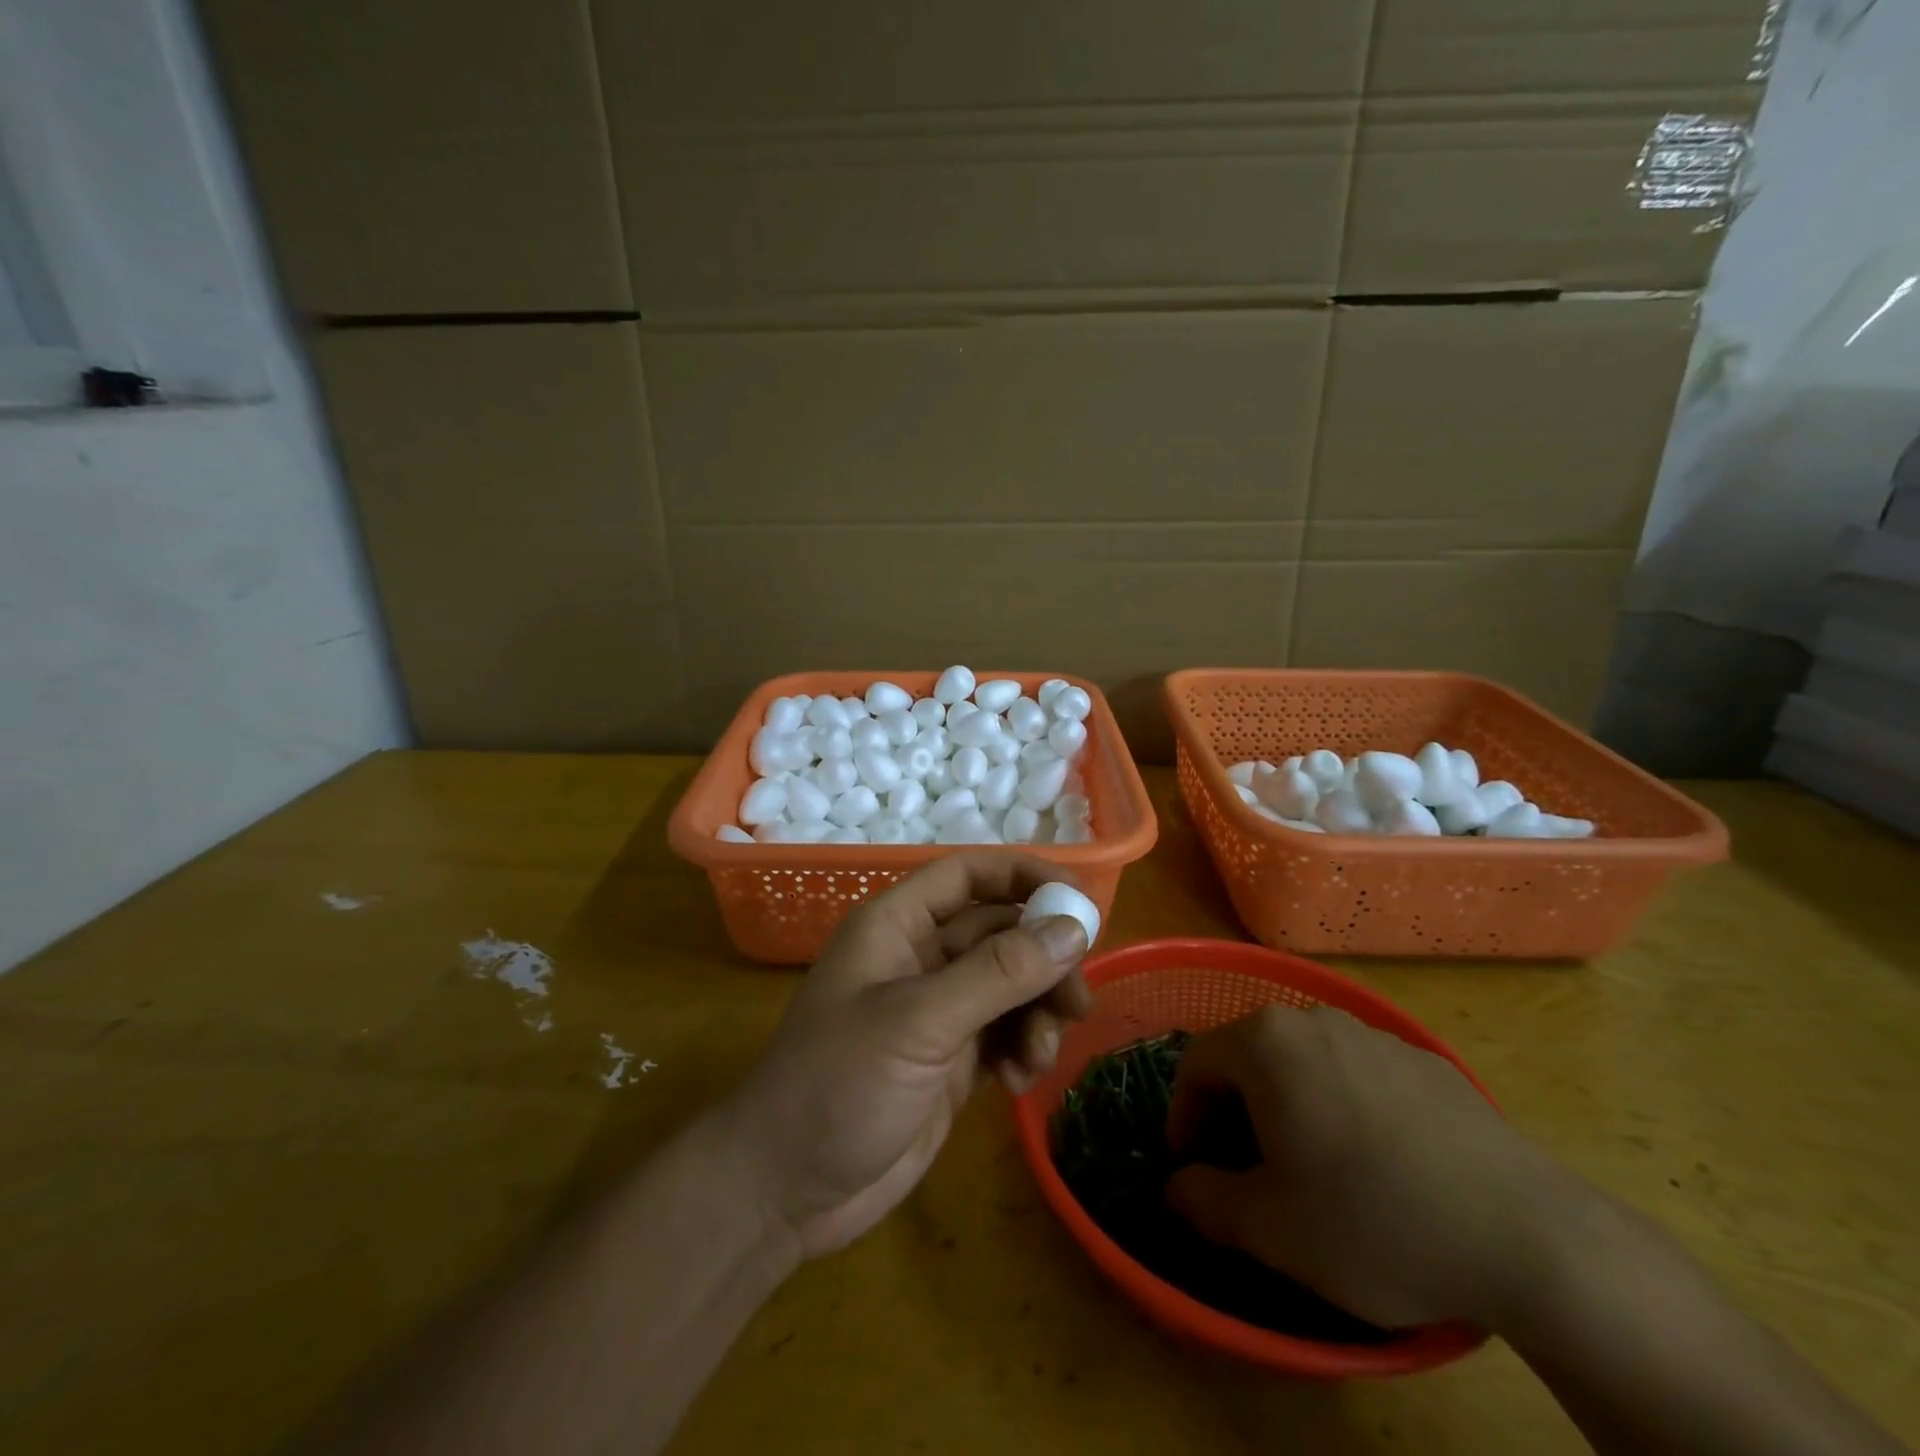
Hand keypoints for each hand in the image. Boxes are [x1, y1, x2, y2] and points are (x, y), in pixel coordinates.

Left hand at [716, 853, 1092, 1258]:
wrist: (786, 1192)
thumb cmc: (839, 1085)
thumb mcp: (919, 1022)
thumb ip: (998, 973)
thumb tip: (1073, 928)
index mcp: (896, 925)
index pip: (968, 876)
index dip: (1024, 876)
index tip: (1081, 900)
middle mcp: (919, 958)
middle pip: (1000, 933)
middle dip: (1043, 959)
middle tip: (1077, 1000)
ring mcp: (935, 1011)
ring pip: (1009, 986)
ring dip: (1037, 1012)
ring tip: (1040, 1053)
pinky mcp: (949, 1060)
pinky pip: (1004, 1034)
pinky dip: (1023, 1048)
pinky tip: (1020, 1081)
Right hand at [1165, 1005, 1574, 1328]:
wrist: (1531, 1237)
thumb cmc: (1374, 1220)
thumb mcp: (1269, 1229)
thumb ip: (1203, 1199)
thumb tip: (1179, 1187)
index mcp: (1267, 1042)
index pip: (1196, 1064)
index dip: (1184, 1117)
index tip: (1193, 1168)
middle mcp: (1316, 1021)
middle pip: (1250, 1056)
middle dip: (1234, 1111)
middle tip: (1245, 1171)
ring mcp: (1376, 1036)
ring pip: (1305, 1063)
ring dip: (1288, 1107)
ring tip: (1309, 1169)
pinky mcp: (1428, 1064)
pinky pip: (1358, 1076)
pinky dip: (1342, 1108)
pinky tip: (1374, 1166)